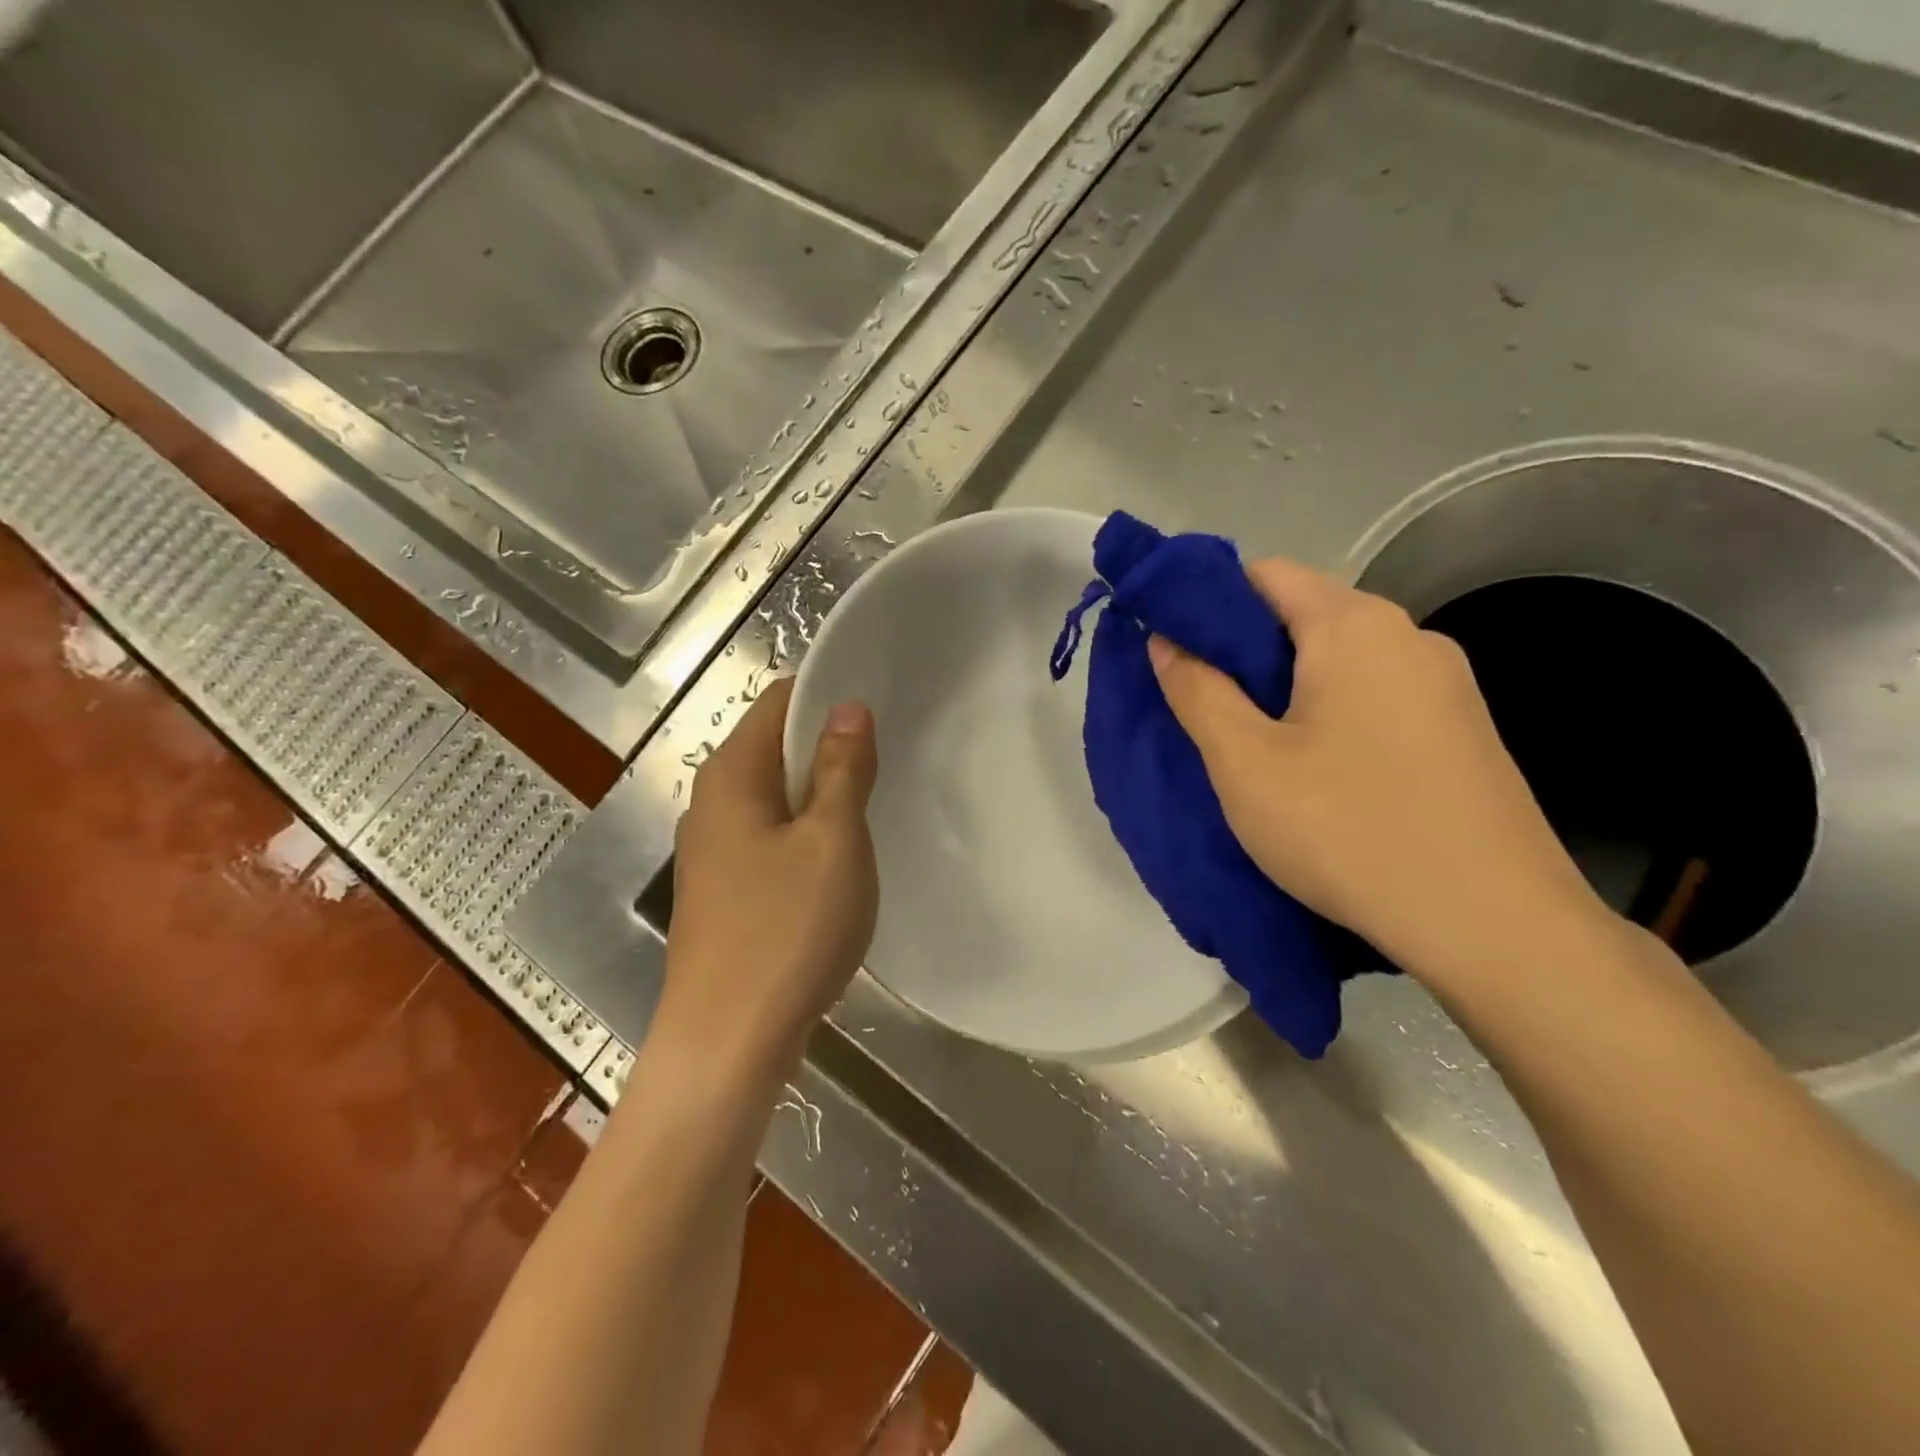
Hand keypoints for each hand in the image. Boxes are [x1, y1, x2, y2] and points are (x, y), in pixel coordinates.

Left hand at [656, 678, 878, 1070]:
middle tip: (889, 760)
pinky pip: (770, 838)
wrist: (727, 1043)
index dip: (828, 697)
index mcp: (731, 774)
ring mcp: (712, 850)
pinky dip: (805, 834)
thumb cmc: (786, 931)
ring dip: (821, 795)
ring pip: (775, 797)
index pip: (778, 701)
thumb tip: (848, 707)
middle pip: (774, 747)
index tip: (881, 709)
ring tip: (874, 807)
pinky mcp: (723, 890)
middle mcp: (710, 802)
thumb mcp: (832, 841)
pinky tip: (839, 862)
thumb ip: (842, 768)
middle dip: (829, 747)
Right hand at [1149, 557, 1610, 989]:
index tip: (1170, 650)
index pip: (1264, 574)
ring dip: (1287, 687)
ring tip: (1253, 746)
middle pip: (1305, 614)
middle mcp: (1410, 635)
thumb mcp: (1245, 763)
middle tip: (1202, 707)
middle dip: (1244, 651)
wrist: (1494, 926)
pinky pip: (1377, 696)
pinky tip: (1317, 771)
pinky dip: (1331, 712)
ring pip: (1341, 660)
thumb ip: (1197, 690)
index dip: (1206, 603)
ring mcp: (1448, 684)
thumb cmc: (1348, 830)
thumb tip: (1166, 639)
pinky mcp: (1464, 730)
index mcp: (1354, 625)